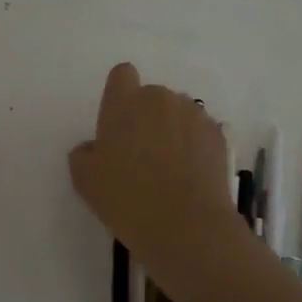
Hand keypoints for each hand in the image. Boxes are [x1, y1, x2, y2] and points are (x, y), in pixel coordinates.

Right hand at [68, 63, 231, 261]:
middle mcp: (160, 98)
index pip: (122, 74)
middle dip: (146, 117)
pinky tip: (189, 176)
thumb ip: (84, 153)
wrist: (187, 226)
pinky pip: (199, 131)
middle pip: (150, 96)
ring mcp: (193, 114)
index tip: (118, 122)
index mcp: (124, 103)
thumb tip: (95, 147)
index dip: (120, 94)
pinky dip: (193, 145)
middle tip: (140, 155)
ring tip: (169, 168)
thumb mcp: (85, 180)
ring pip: (177, 112)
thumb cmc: (127, 199)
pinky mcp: (217, 135)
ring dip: (171, 129)